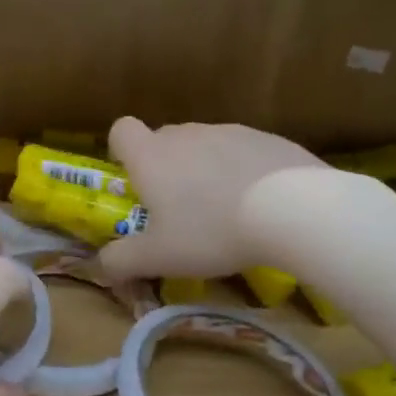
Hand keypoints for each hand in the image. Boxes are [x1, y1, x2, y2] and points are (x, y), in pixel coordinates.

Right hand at [99, 117, 322, 279]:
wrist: (295, 210)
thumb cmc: (210, 231)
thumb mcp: (157, 258)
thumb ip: (120, 261)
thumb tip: (101, 265)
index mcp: (151, 155)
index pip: (122, 130)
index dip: (121, 151)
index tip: (133, 179)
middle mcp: (186, 134)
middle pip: (164, 140)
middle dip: (165, 169)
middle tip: (179, 211)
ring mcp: (229, 132)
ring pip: (204, 146)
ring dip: (204, 171)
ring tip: (225, 212)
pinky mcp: (268, 139)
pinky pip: (242, 152)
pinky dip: (242, 172)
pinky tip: (261, 205)